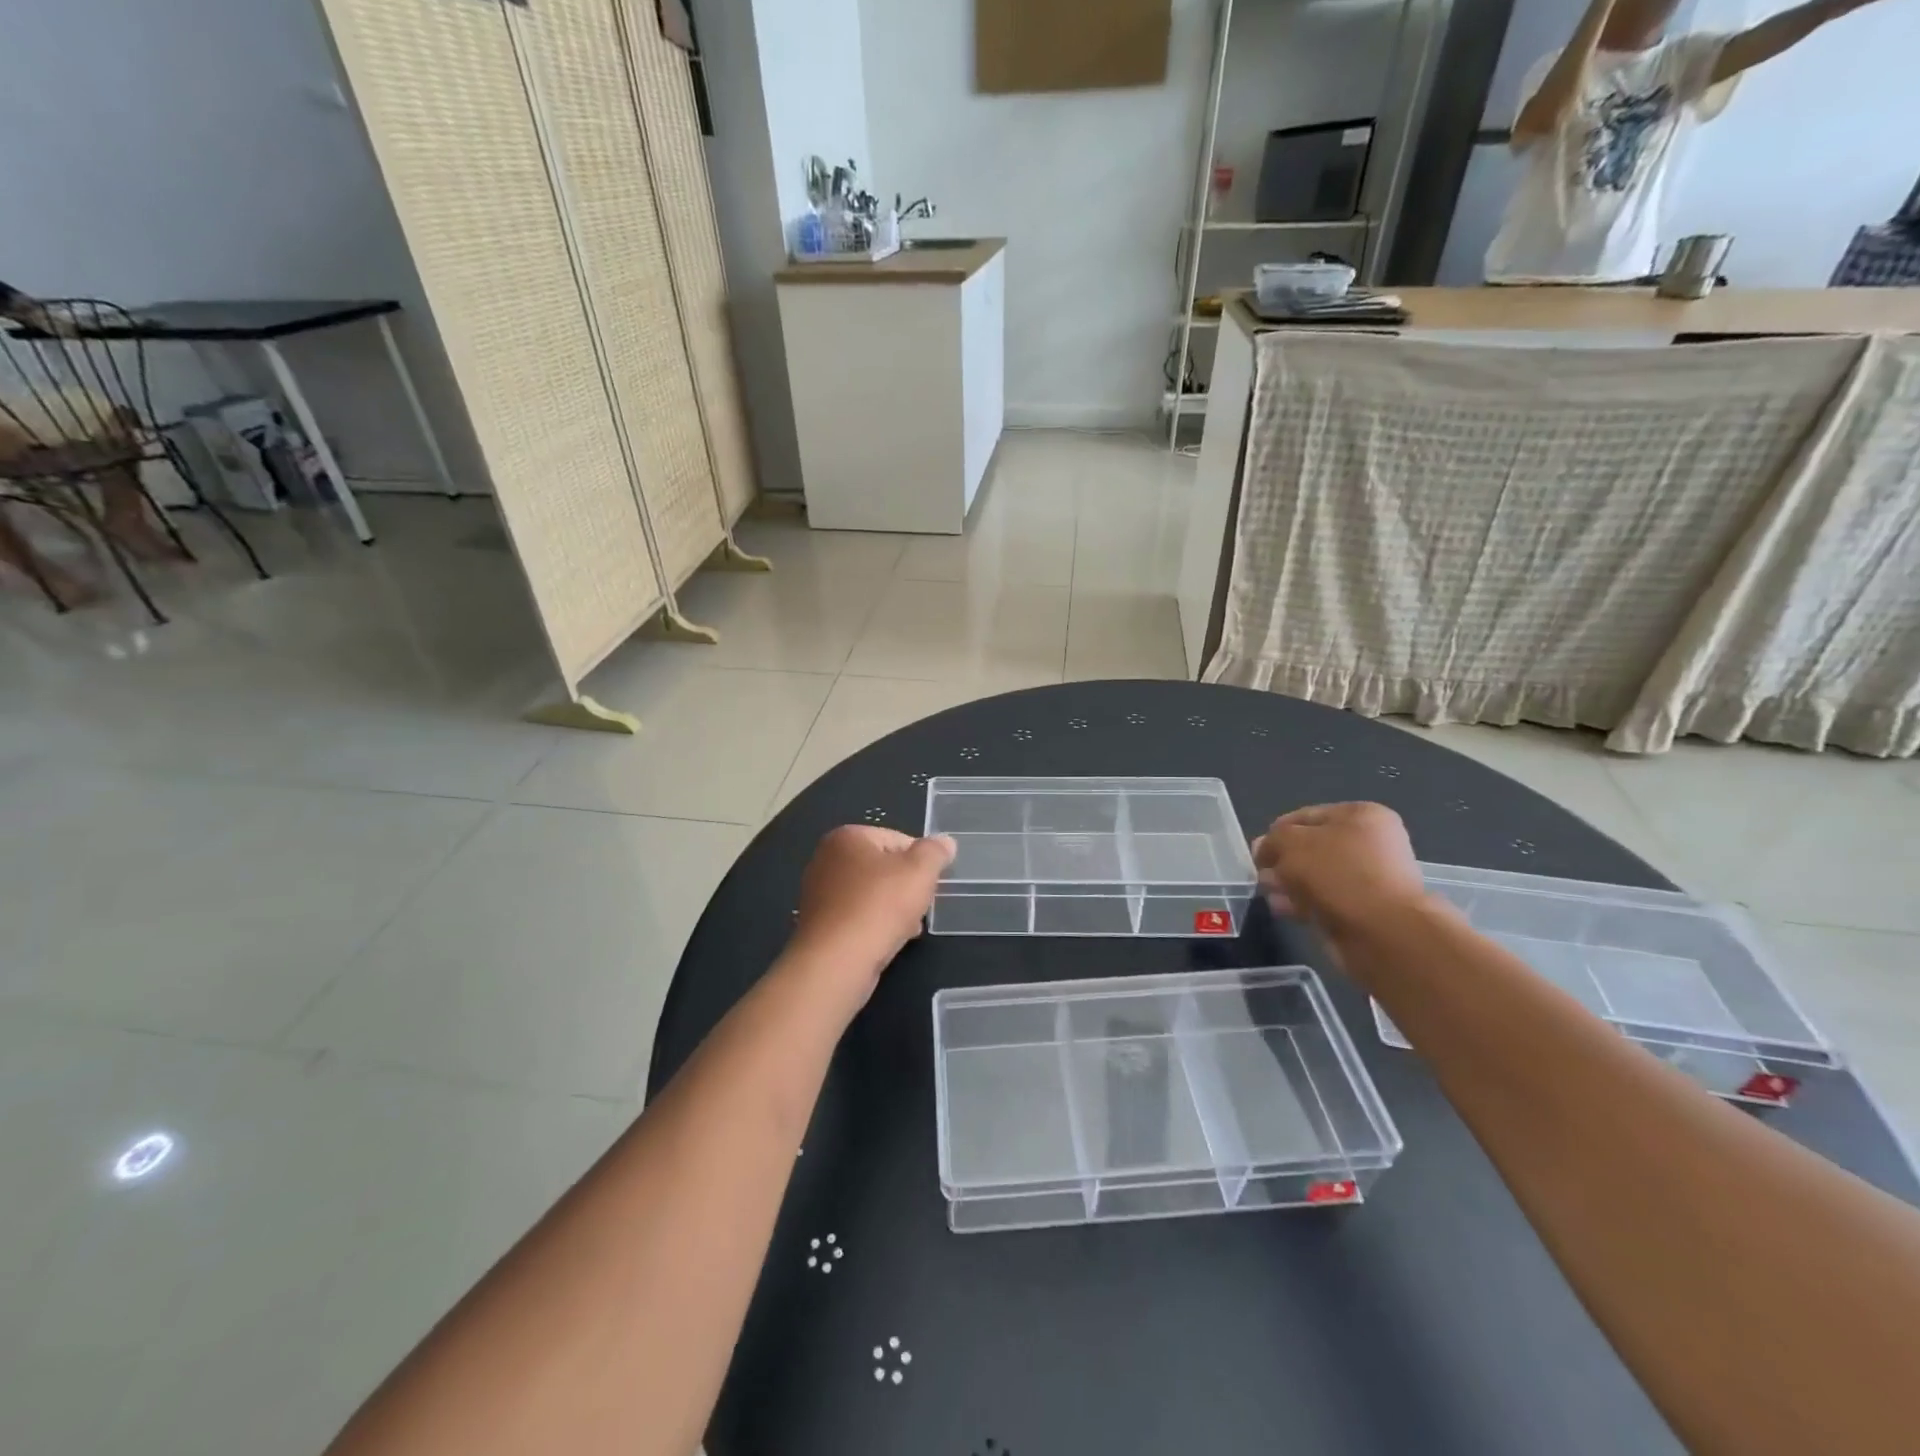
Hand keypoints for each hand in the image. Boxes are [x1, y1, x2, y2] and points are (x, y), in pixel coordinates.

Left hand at [786, 826, 955, 1000]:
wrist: (836, 961)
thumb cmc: (879, 906)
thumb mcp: (920, 871)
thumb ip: (935, 852)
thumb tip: (945, 842)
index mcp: (847, 837)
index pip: (897, 839)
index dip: (920, 861)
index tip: (930, 884)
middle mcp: (827, 859)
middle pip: (883, 867)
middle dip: (906, 887)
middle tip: (921, 907)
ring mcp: (819, 893)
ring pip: (871, 894)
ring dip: (893, 909)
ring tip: (908, 928)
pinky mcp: (819, 924)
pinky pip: (857, 917)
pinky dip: (874, 925)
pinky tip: (888, 942)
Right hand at [1251, 802, 1429, 942]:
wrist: (1383, 932)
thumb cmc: (1338, 874)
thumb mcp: (1291, 843)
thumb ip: (1272, 840)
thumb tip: (1264, 848)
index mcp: (1361, 815)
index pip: (1305, 816)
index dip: (1276, 833)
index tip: (1258, 854)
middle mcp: (1370, 843)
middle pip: (1311, 847)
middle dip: (1283, 862)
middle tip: (1263, 876)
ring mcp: (1370, 878)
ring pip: (1316, 876)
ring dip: (1290, 884)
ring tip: (1272, 896)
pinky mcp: (1365, 910)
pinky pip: (1325, 900)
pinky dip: (1304, 903)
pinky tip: (1286, 911)